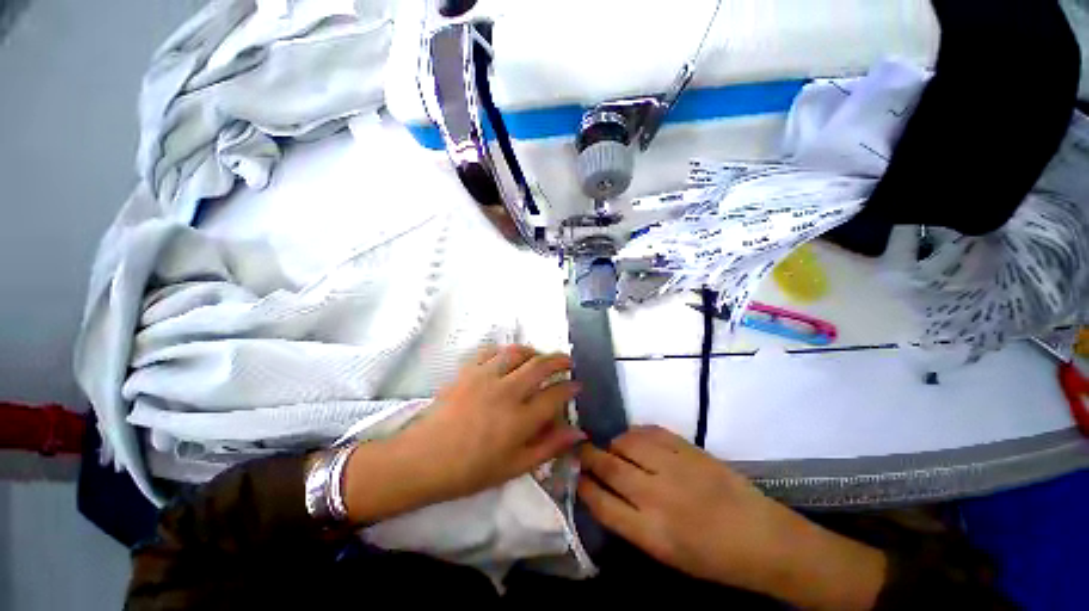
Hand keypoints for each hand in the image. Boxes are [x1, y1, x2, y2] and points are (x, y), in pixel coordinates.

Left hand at [344, 345, 583, 522]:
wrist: (424, 459)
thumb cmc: (471, 470)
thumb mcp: (515, 467)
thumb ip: (549, 446)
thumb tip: (578, 432)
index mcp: (519, 420)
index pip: (555, 395)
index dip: (571, 388)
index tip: (577, 386)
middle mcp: (506, 392)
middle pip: (541, 365)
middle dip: (560, 360)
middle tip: (568, 362)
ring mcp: (485, 377)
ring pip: (518, 352)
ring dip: (535, 351)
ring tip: (540, 357)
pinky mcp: (468, 370)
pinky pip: (491, 351)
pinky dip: (505, 351)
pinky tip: (509, 358)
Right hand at [579, 426, 885, 609]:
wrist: (763, 538)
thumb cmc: (712, 557)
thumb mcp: (666, 554)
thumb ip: (631, 522)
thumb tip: (603, 492)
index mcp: (651, 532)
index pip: (601, 502)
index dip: (583, 486)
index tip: (576, 476)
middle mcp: (657, 496)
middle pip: (609, 466)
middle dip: (589, 456)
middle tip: (582, 451)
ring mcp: (674, 467)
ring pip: (626, 442)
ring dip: (613, 443)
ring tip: (613, 447)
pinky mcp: (689, 448)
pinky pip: (650, 431)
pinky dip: (636, 433)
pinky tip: (635, 439)